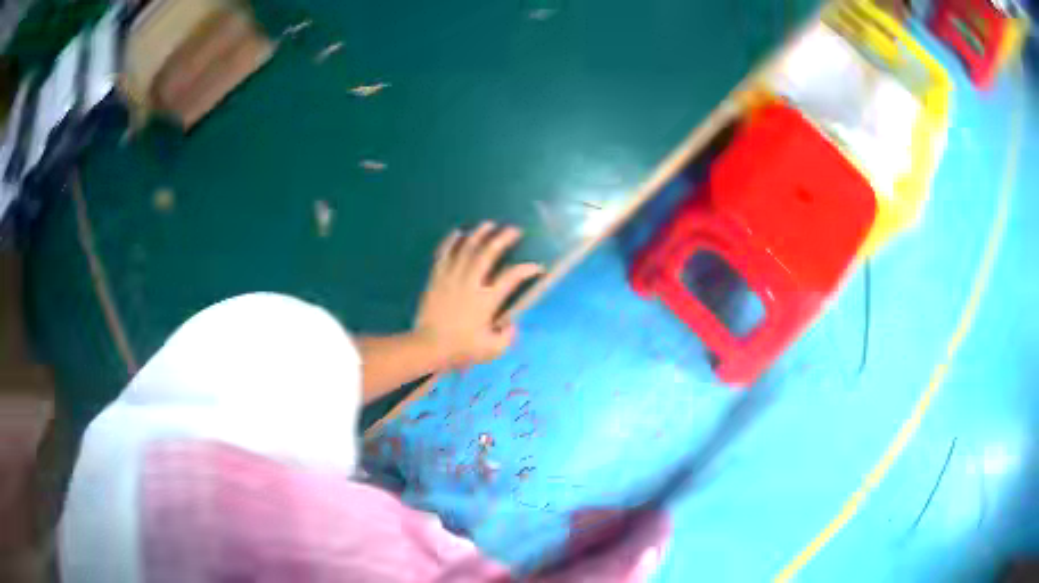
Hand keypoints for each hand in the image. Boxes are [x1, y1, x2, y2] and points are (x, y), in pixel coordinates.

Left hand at [413, 222, 542, 367]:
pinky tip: (457, 233)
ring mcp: (452, 277)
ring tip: (488, 224)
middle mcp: (471, 282)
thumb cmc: (461, 349)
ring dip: (479, 234)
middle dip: (503, 239)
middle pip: (488, 253)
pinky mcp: (437, 277)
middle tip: (513, 229)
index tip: (537, 266)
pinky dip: (451, 241)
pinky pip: (444, 254)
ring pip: (466, 248)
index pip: (511, 277)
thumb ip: (507, 337)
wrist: (427, 346)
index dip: (527, 269)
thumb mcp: (491, 350)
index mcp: (487, 299)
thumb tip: (512, 325)